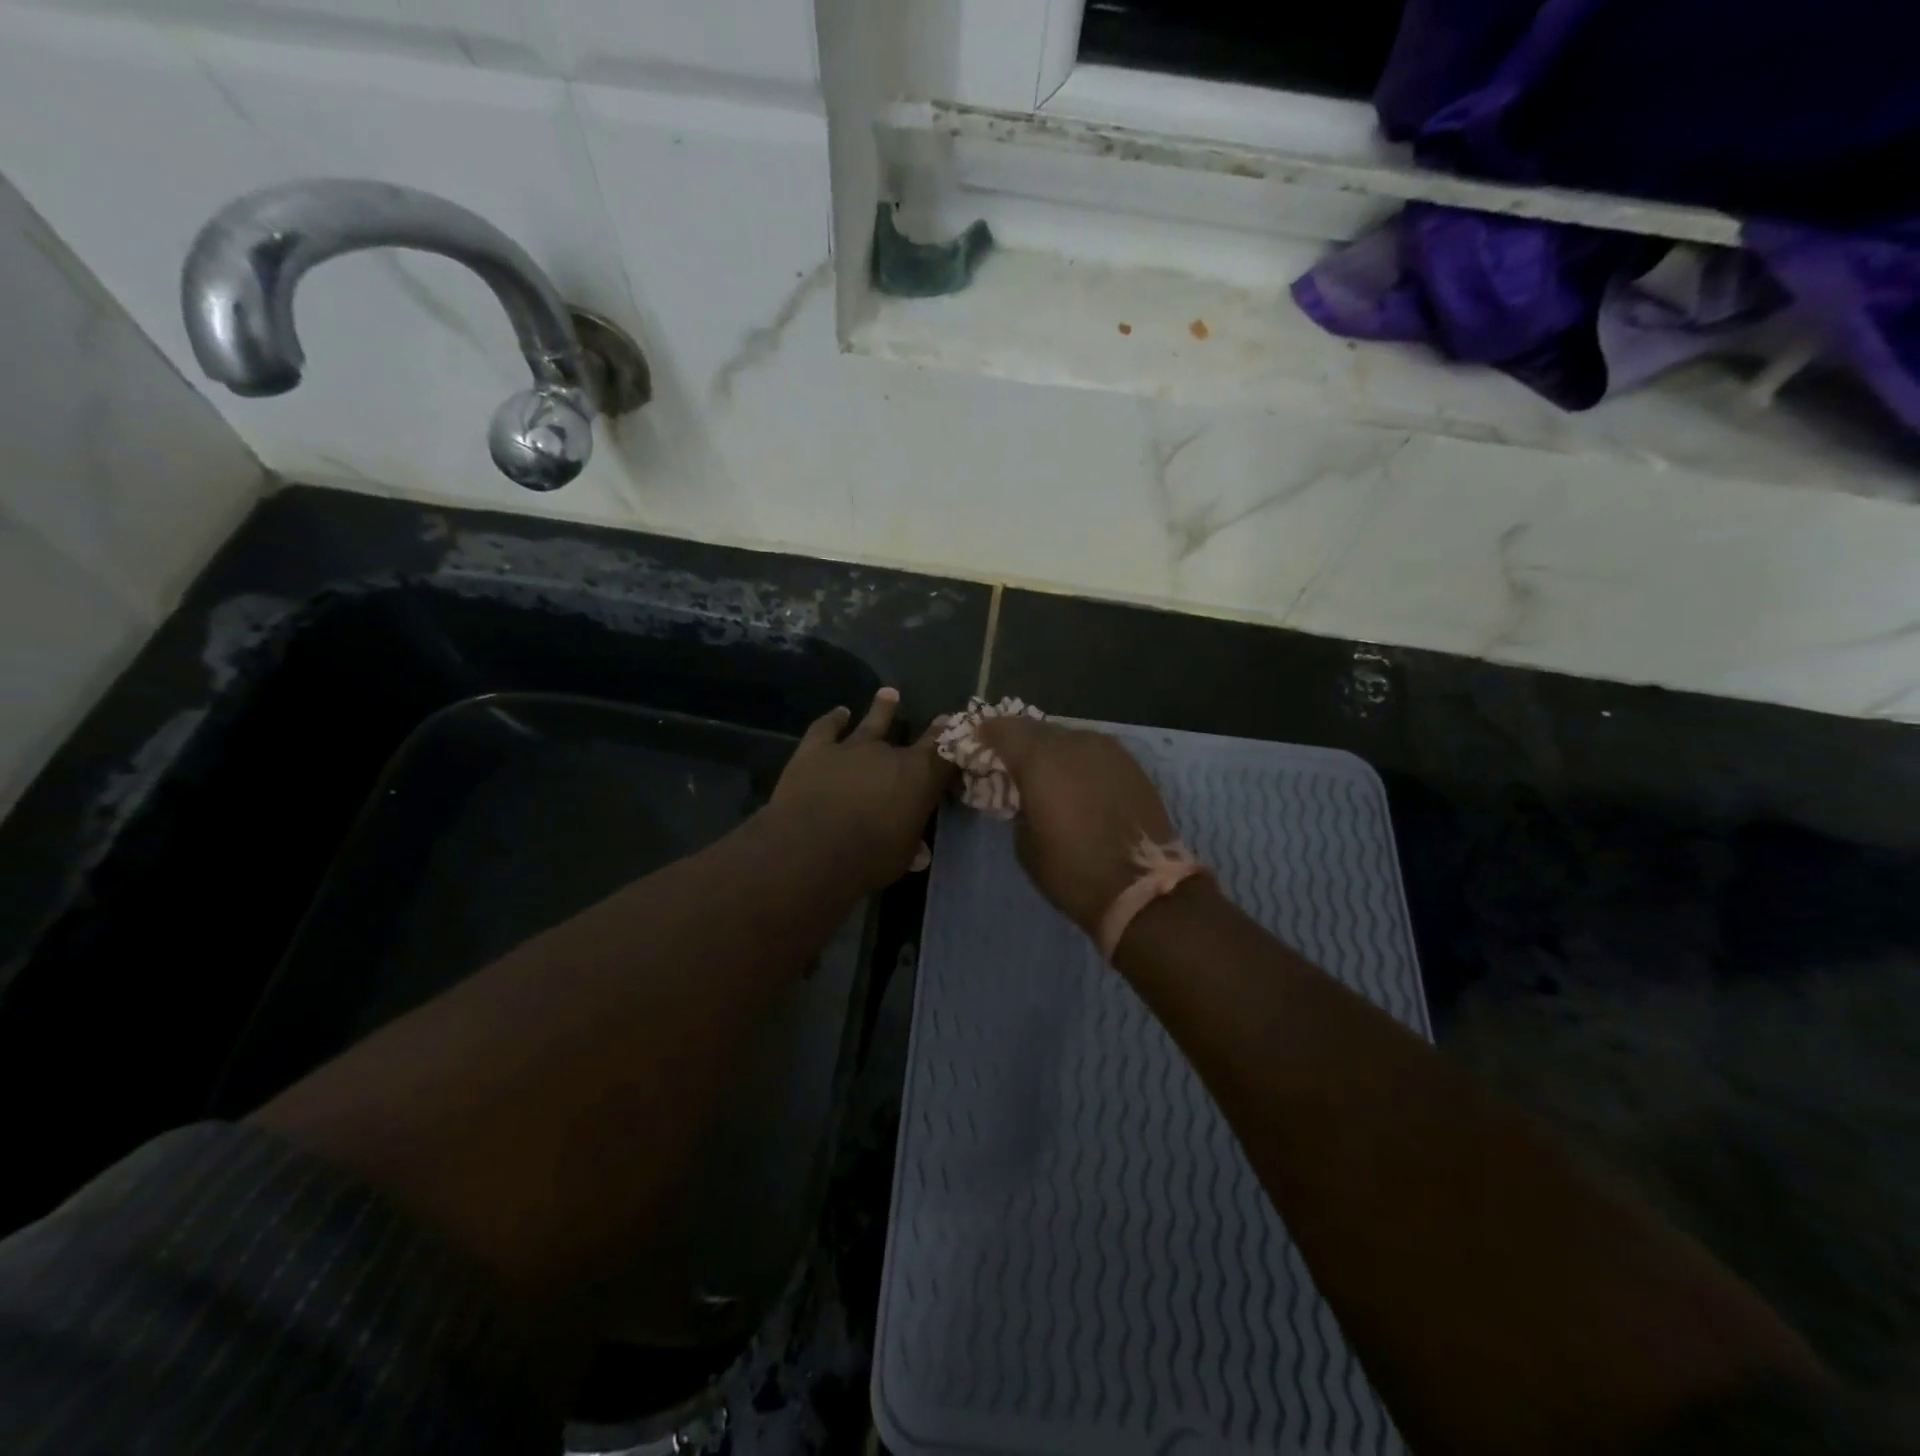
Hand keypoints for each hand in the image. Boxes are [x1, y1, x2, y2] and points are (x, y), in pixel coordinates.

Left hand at [769, 689, 955, 889]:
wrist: (812, 848)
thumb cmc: (868, 858)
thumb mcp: (901, 857)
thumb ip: (911, 846)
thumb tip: (921, 853)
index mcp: (920, 778)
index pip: (947, 757)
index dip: (956, 749)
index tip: (962, 737)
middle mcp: (890, 754)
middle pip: (918, 737)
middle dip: (932, 729)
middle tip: (941, 717)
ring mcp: (851, 747)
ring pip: (872, 721)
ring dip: (882, 708)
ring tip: (889, 693)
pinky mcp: (816, 749)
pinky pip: (826, 728)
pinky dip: (833, 719)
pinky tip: (839, 713)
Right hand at [976, 717, 1177, 936]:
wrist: (1141, 888)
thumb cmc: (1071, 870)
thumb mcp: (1025, 842)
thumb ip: (1020, 803)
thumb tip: (1026, 792)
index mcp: (1040, 759)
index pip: (1004, 729)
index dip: (987, 732)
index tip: (978, 740)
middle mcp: (1074, 743)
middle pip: (1037, 729)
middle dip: (1020, 740)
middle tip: (1010, 758)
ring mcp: (1107, 750)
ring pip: (1069, 737)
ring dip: (1052, 749)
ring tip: (1044, 772)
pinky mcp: (1131, 764)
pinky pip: (1093, 752)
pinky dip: (1078, 761)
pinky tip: (1076, 781)